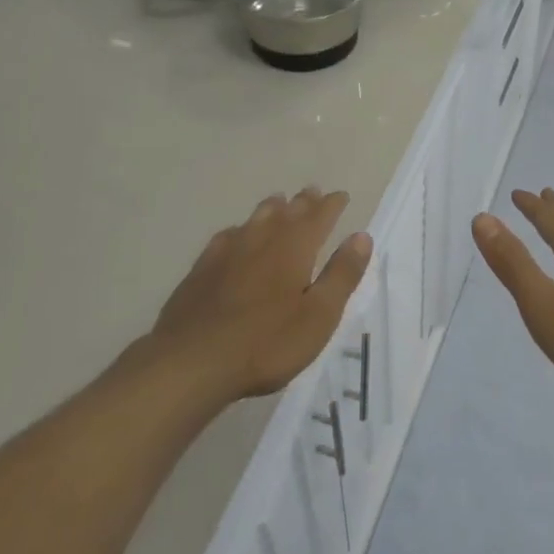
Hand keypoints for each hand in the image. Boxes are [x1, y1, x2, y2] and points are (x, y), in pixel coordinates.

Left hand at [151, 189, 371, 401]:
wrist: (192, 361)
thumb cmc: (267, 342)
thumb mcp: (319, 316)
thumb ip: (342, 274)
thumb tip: (361, 236)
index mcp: (295, 247)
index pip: (319, 215)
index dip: (333, 204)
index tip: (342, 196)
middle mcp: (263, 238)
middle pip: (288, 211)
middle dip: (304, 201)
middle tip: (313, 192)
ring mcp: (229, 250)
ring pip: (256, 217)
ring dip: (273, 208)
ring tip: (280, 202)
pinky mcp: (203, 267)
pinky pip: (228, 235)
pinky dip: (241, 229)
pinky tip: (237, 235)